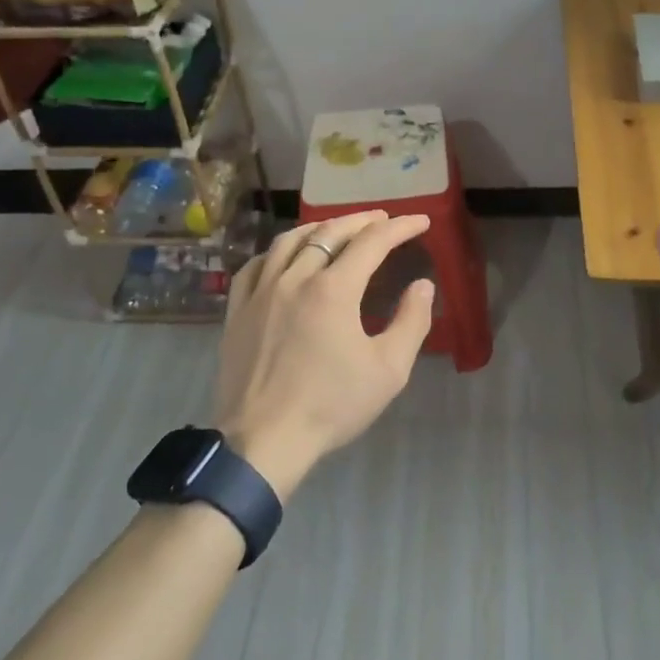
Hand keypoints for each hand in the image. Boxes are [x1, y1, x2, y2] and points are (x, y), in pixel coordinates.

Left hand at [213, 210, 435, 498]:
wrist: (262, 441)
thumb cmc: (330, 406)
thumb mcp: (388, 371)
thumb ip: (411, 322)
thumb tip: (423, 286)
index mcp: (333, 290)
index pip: (372, 243)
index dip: (400, 228)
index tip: (421, 221)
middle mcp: (295, 278)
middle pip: (330, 233)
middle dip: (361, 220)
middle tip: (383, 219)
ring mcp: (261, 292)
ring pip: (289, 241)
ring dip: (318, 228)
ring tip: (336, 228)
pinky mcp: (237, 311)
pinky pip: (255, 266)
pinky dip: (276, 252)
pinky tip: (284, 256)